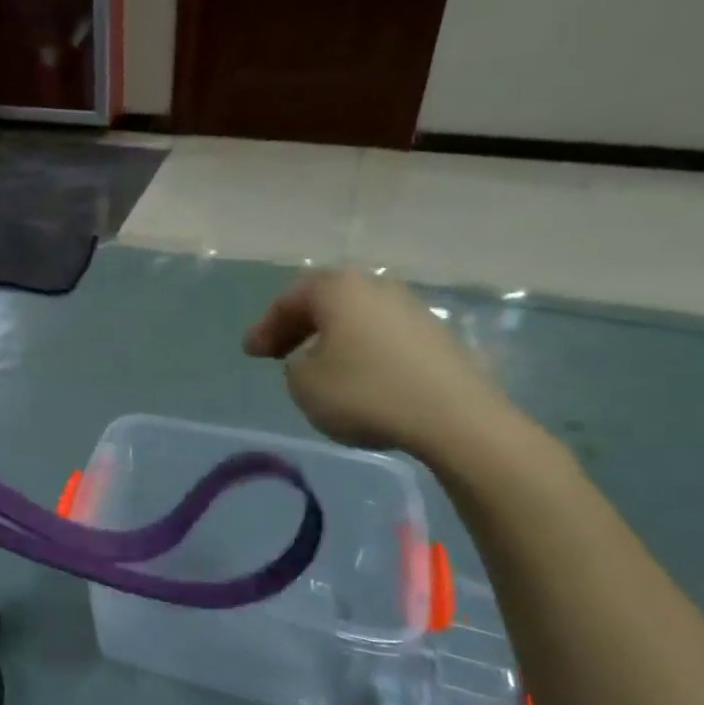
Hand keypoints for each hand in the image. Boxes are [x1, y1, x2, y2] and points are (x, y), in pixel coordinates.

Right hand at [244, 270, 516, 460]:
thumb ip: (294, 365)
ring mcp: (411, 309)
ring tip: (316, 366)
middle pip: (326, 301)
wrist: (454, 417)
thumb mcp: (303, 383)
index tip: (250, 352)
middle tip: (276, 353)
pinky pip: (383, 336)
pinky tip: (357, 377)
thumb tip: (311, 359)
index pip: (290, 299)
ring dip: (331, 338)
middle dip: (298, 326)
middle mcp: (376, 287)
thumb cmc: (364, 392)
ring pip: (356, 317)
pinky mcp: (437, 336)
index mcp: (339, 288)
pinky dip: (361, 350)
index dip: (265, 326)